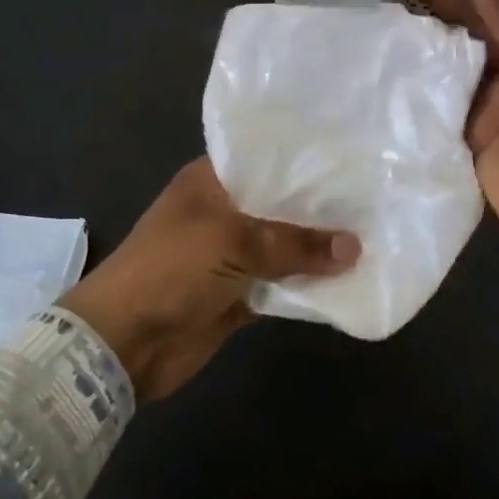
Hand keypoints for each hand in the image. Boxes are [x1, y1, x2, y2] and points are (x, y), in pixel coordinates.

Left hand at [58, 158, 360, 400]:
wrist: (124, 343)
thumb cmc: (171, 269)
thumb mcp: (233, 242)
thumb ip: (294, 243)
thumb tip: (354, 247)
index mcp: (212, 181)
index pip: (265, 159)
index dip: (304, 159)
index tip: (350, 156)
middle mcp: (225, 211)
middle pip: (280, 204)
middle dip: (320, 206)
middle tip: (374, 195)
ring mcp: (232, 254)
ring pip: (285, 245)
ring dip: (318, 248)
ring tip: (374, 234)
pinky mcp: (240, 293)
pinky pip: (282, 283)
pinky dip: (308, 284)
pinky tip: (348, 278)